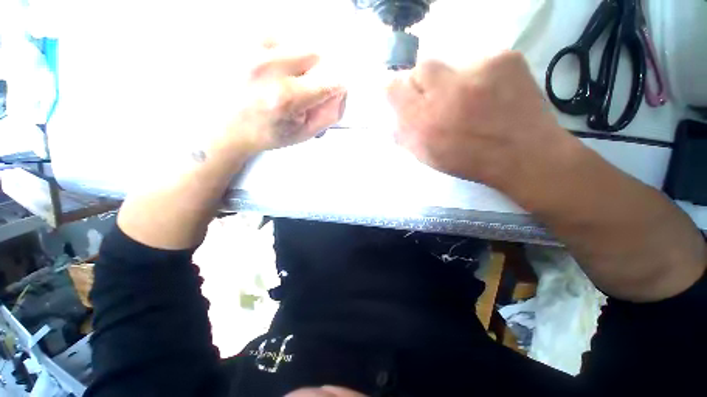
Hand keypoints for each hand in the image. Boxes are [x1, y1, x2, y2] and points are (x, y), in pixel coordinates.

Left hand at [214, 42, 346, 158]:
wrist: (227, 126)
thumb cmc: (269, 134)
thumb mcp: (305, 133)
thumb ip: (330, 113)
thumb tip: (341, 91)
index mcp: (287, 98)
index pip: (332, 81)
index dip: (336, 89)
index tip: (329, 96)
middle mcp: (269, 67)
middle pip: (317, 55)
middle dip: (318, 74)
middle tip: (305, 91)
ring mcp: (252, 48)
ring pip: (299, 43)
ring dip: (301, 63)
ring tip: (286, 81)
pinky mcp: (243, 39)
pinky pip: (279, 37)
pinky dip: (284, 52)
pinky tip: (273, 70)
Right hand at [387, 51, 571, 192]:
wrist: (525, 155)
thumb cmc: (469, 161)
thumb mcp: (427, 155)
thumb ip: (405, 133)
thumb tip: (394, 114)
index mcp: (424, 122)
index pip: (393, 87)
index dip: (396, 89)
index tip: (404, 96)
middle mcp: (446, 92)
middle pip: (421, 67)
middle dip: (425, 83)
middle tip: (438, 98)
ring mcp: (478, 71)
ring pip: (451, 64)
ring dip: (453, 81)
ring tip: (470, 100)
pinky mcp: (504, 58)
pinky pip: (479, 62)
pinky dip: (479, 77)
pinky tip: (492, 95)